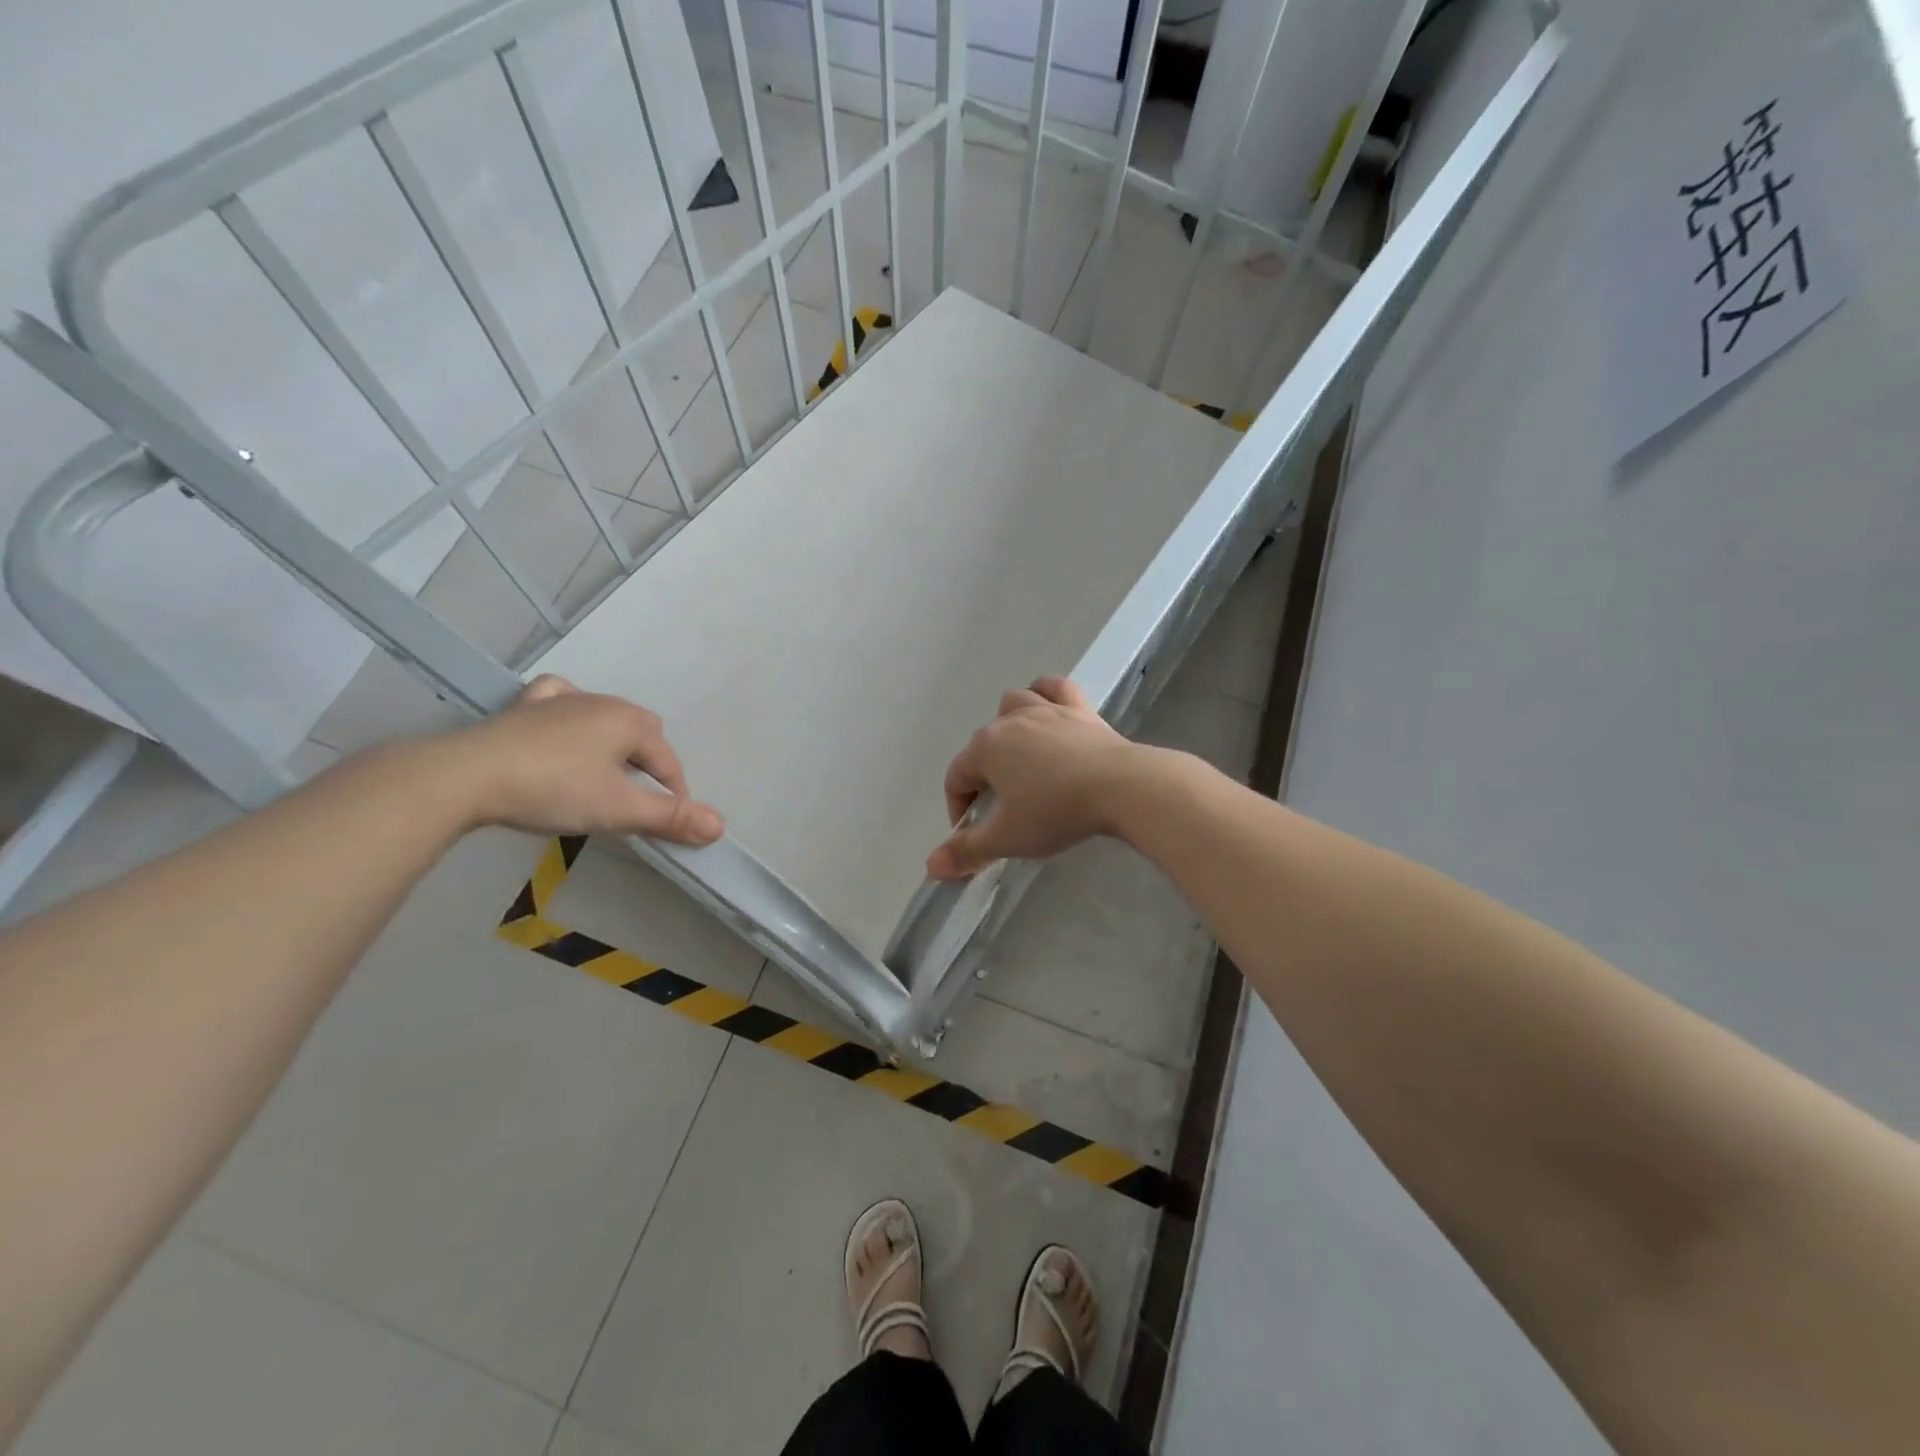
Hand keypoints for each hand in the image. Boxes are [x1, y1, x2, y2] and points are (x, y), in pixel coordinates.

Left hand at [449, 676, 724, 843]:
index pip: (668, 762)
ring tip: (605, 773)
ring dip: (614, 743)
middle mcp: (601, 702)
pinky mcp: (523, 708)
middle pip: (642, 732)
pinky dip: (570, 713)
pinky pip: (560, 700)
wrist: (465, 776)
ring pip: (605, 717)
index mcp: (629, 722)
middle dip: (649, 763)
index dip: (675, 794)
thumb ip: (670, 817)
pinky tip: (563, 725)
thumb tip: (720, 827)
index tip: (667, 824)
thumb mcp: (618, 810)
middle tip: (636, 800)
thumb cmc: (553, 789)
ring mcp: (560, 701)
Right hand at [927, 677, 1149, 879]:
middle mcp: (1010, 721)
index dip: (959, 808)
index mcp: (986, 748)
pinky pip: (1055, 689)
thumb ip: (967, 852)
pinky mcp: (1079, 709)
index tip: (974, 835)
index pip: (957, 777)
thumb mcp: (1007, 838)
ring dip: (1008, 726)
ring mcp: (1047, 710)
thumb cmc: (1055, 811)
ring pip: (1014, 704)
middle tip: (1001, 808)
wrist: (1120, 787)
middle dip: (983, 774)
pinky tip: (1049, 709)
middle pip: (983, 744)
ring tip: (1020, 756)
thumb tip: (932, 866)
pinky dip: (1046, 695)